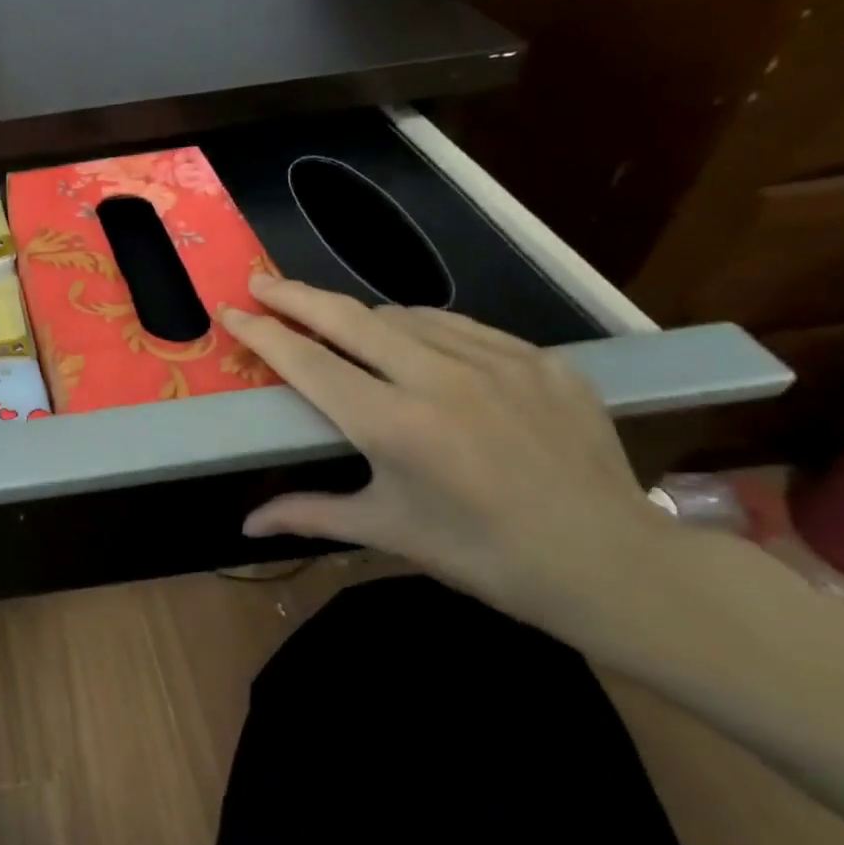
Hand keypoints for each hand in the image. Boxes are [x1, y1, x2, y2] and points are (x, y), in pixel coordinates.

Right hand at [221, 275, 679, 624]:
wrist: (613, 564)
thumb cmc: (483, 554)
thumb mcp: (387, 531)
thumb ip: (308, 514)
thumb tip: (246, 525)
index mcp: (394, 426)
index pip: (307, 362)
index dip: (261, 332)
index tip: (230, 310)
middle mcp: (439, 380)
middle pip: (349, 317)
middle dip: (295, 295)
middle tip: (260, 280)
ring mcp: (496, 362)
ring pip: (404, 314)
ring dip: (358, 314)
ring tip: (335, 322)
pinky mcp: (540, 359)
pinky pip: (460, 326)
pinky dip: (420, 326)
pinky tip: (413, 340)